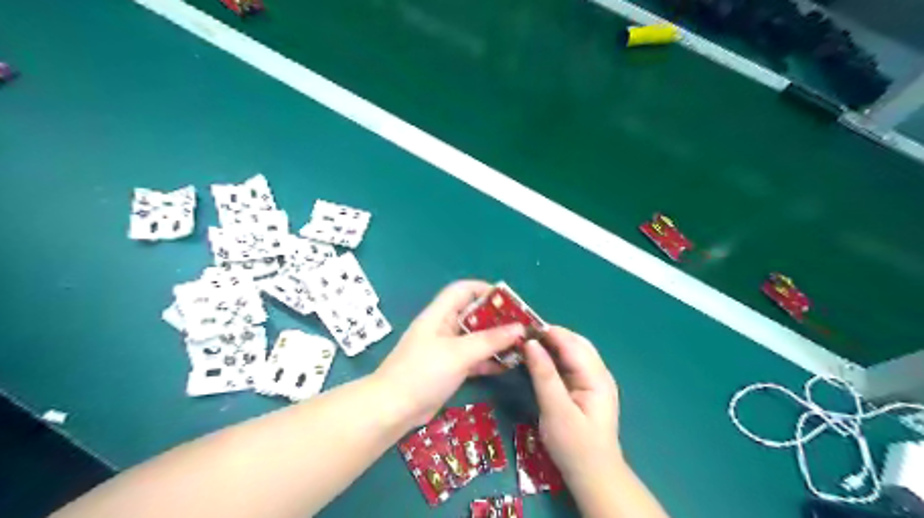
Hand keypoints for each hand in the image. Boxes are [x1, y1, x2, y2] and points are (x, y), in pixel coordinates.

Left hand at [370, 281, 522, 426]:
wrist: (393, 409)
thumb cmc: (423, 372)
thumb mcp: (459, 353)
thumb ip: (490, 340)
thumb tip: (520, 328)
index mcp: (440, 314)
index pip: (463, 290)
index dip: (486, 290)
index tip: (510, 302)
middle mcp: (443, 327)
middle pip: (473, 314)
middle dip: (497, 318)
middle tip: (522, 326)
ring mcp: (446, 349)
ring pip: (475, 337)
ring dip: (496, 340)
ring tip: (521, 345)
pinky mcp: (449, 368)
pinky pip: (473, 357)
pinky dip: (488, 359)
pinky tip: (507, 365)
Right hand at [524, 329, 624, 488]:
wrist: (593, 476)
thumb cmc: (574, 446)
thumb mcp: (555, 410)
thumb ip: (544, 375)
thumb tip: (530, 343)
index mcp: (596, 377)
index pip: (571, 344)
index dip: (548, 332)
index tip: (522, 327)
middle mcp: (599, 373)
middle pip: (575, 342)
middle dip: (550, 335)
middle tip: (522, 335)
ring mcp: (594, 380)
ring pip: (572, 351)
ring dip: (551, 344)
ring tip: (527, 343)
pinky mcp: (585, 387)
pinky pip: (569, 363)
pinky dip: (554, 356)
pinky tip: (538, 359)